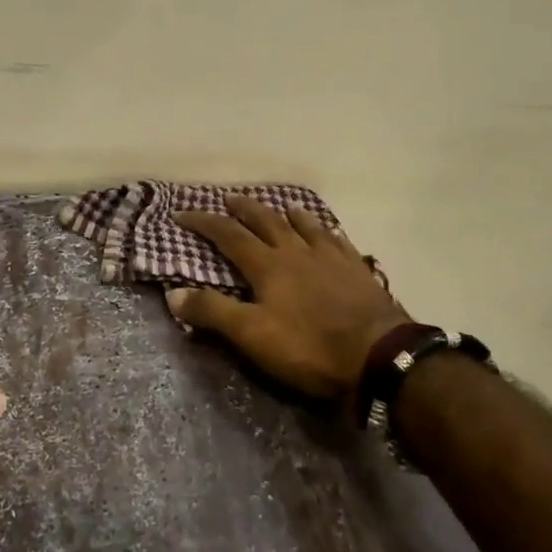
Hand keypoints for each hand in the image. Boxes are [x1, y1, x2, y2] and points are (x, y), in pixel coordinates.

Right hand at [168, 197, 409, 398]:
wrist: (379, 353)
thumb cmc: (309, 347)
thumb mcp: (252, 335)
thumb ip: (213, 312)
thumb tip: (173, 293)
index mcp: (268, 265)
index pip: (229, 235)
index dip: (204, 222)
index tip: (182, 214)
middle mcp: (296, 251)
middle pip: (266, 220)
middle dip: (244, 208)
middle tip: (228, 198)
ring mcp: (330, 256)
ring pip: (304, 224)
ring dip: (286, 214)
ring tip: (280, 208)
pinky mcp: (356, 268)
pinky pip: (336, 239)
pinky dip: (324, 230)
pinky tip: (327, 232)